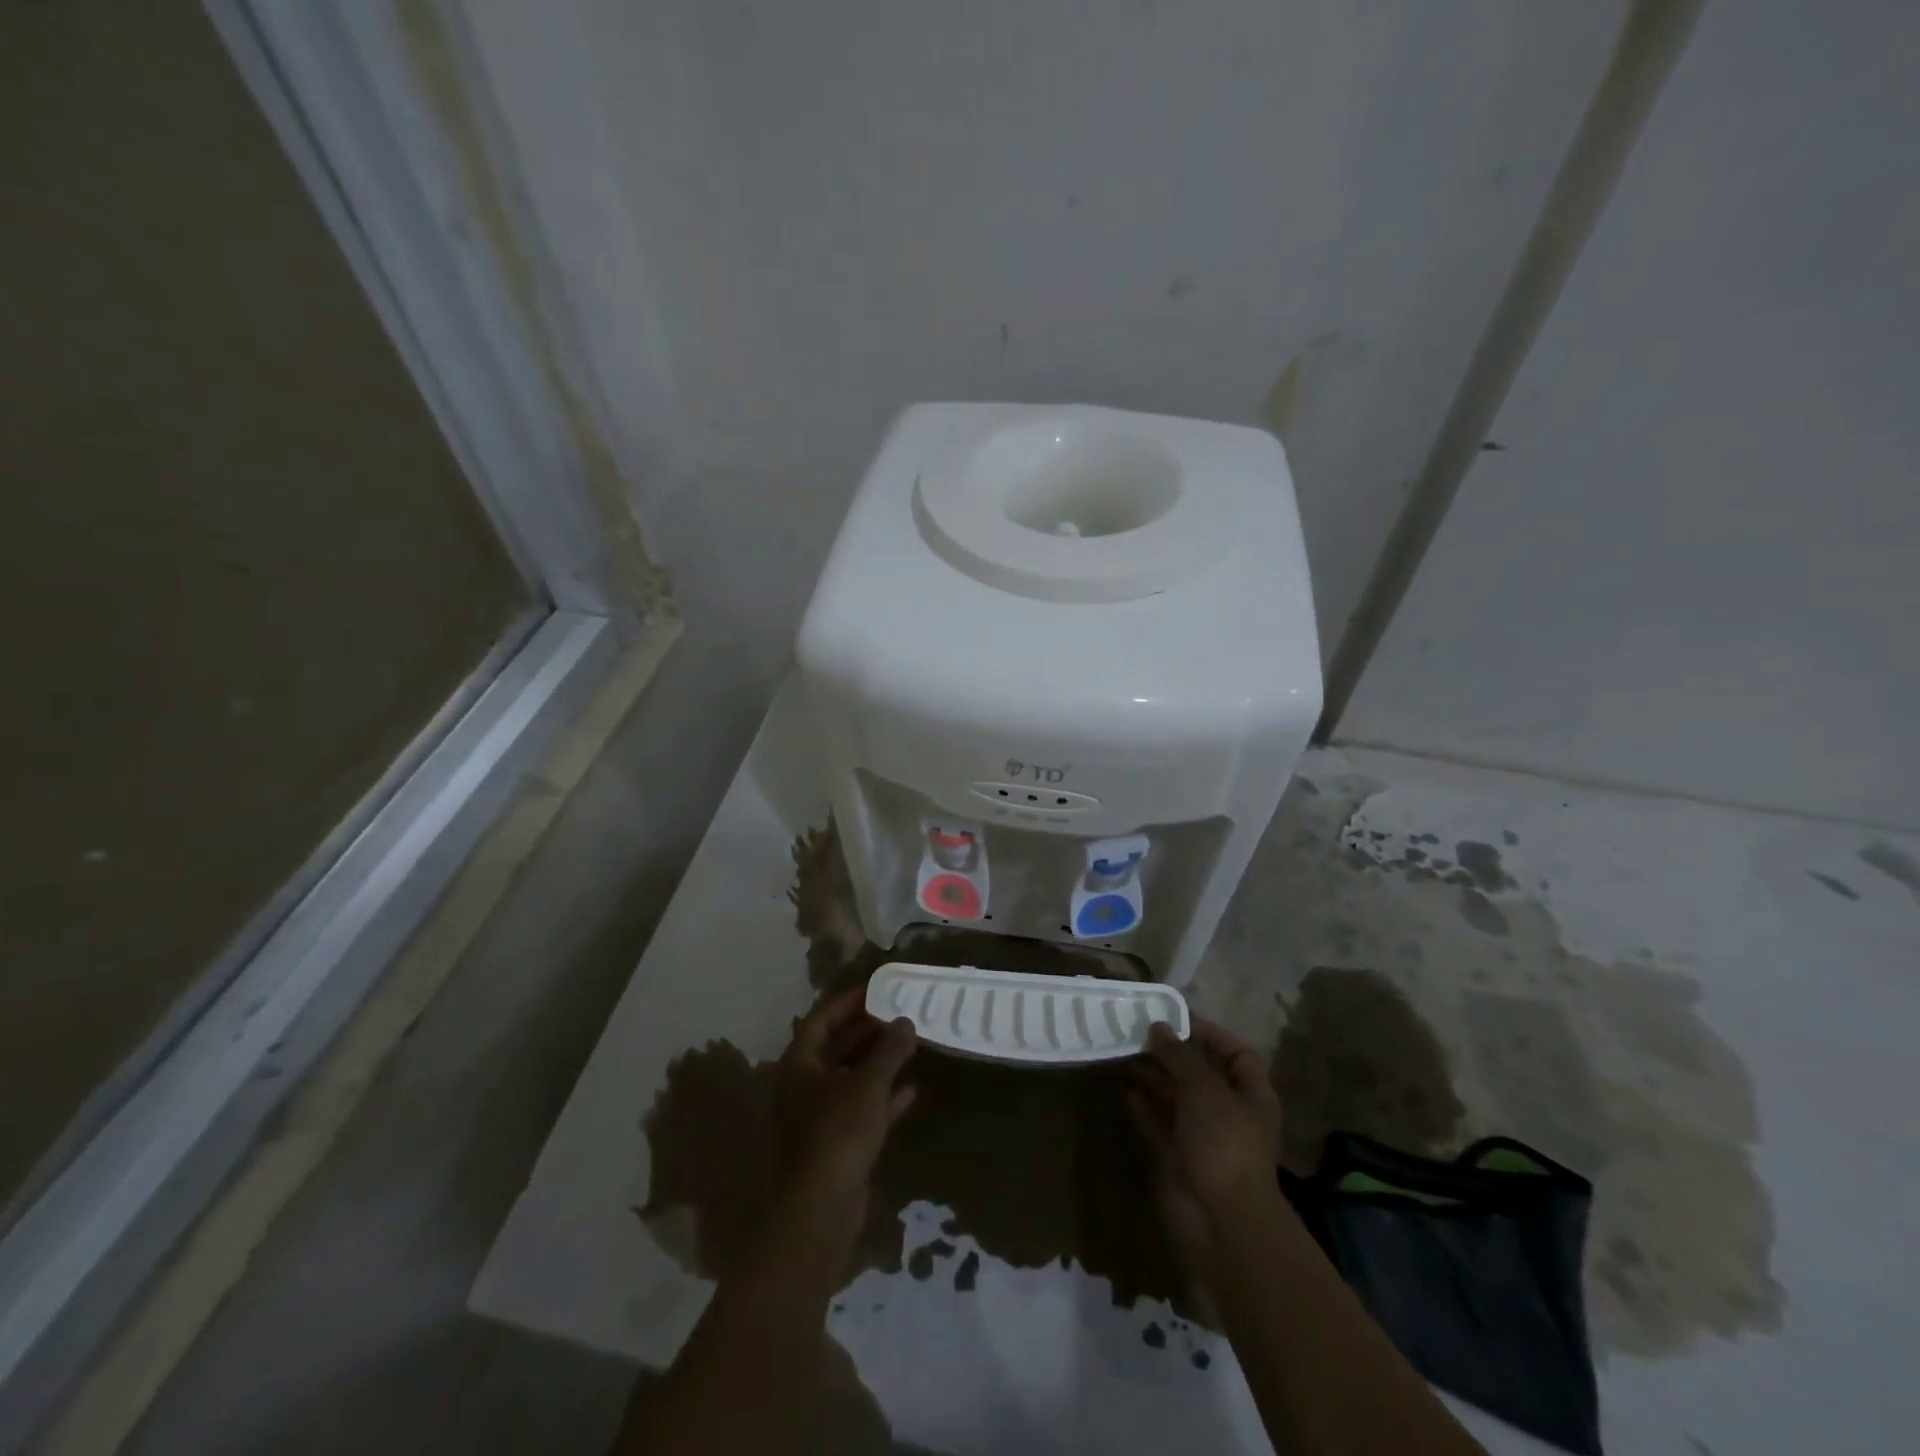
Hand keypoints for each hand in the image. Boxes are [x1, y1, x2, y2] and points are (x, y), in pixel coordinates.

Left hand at [771, 989, 917, 1236]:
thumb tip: (905, 1021)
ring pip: (850, 1079)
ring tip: (909, 1045)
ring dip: (877, 1064)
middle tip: (897, 1014)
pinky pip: (860, 1110)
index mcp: (800, 1065)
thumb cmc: (839, 1131)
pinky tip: (911, 1091)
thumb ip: (889, 1049)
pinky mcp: (835, 1145)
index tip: (875, 989)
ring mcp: (817, 1118)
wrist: (822, 1208)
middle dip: (866, 1031)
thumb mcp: (869, 1083)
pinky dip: (883, 1098)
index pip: (821, 1020)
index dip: (847, 1002)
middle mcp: (803, 1087)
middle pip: (835, 1048)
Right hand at [1125, 1018, 1283, 1281]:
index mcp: (1251, 1095)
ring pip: (1176, 1098)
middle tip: (1139, 1031)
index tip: (1177, 1018)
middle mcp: (1229, 1114)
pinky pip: (1160, 1125)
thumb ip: (1179, 1056)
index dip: (1211, 1034)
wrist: (1221, 1222)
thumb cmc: (1224, 1144)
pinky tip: (1127, 1091)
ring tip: (1125, 1053)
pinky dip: (1145, 1108)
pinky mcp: (1179, 1159)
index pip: (1237, 1054)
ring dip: (1154, 1077)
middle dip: (1173, 1054)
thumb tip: (1158, 1028)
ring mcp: (1204, 1138)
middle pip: (1201, 1074)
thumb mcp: (1204, 1089)